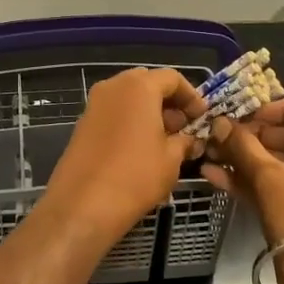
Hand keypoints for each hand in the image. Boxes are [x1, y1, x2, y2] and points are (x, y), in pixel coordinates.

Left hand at [41, 68, 207, 246]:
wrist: (83, 204)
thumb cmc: (136, 176)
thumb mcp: (171, 159)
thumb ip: (185, 141)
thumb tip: (190, 140)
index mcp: (138, 87)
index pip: (171, 78)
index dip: (191, 96)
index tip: (201, 117)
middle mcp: (113, 87)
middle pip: (147, 83)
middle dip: (168, 101)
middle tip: (183, 126)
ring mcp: (93, 105)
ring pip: (127, 98)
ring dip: (148, 112)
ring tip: (165, 140)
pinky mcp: (82, 124)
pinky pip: (113, 113)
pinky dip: (129, 122)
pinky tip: (140, 148)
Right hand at [201, 99, 283, 283]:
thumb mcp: (269, 175)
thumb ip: (242, 146)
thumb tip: (220, 123)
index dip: (283, 108)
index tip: (253, 114)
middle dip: (253, 135)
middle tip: (223, 135)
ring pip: (277, 166)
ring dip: (244, 158)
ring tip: (210, 153)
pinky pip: (271, 188)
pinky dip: (247, 181)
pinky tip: (213, 176)